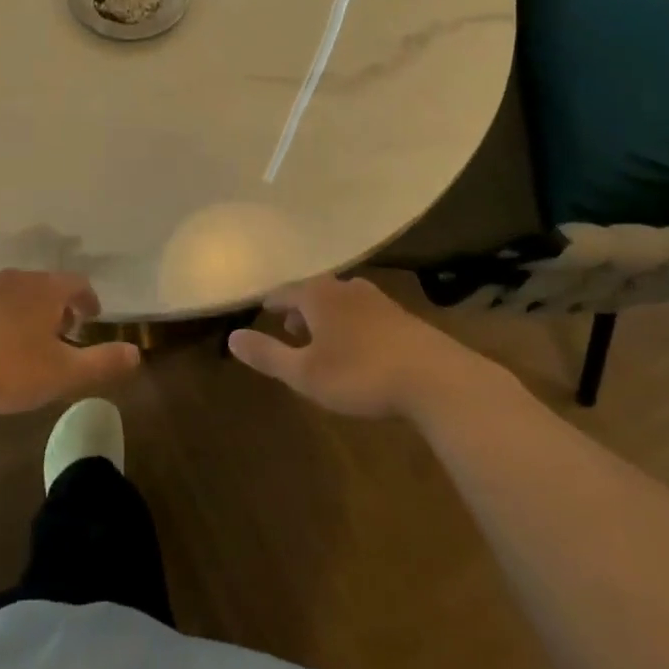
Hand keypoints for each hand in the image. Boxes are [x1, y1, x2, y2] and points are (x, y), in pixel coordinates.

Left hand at [0, 269, 141, 414]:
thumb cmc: (9, 367)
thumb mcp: (63, 373)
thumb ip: (101, 362)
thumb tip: (137, 353)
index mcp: (46, 290)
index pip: (77, 283)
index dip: (89, 299)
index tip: (93, 316)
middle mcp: (17, 281)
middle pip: (47, 285)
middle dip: (60, 305)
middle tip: (67, 330)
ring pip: (18, 295)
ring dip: (31, 312)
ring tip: (34, 340)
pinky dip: (5, 320)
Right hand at [228, 274, 504, 418]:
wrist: (436, 380)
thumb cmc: (360, 374)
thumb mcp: (305, 373)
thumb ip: (268, 355)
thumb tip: (231, 337)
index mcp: (318, 295)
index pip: (284, 291)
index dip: (271, 303)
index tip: (262, 311)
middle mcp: (346, 288)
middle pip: (314, 292)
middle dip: (300, 309)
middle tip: (291, 328)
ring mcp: (378, 301)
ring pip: (342, 302)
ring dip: (328, 317)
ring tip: (324, 340)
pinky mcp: (403, 319)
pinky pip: (366, 314)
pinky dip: (354, 325)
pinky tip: (361, 348)